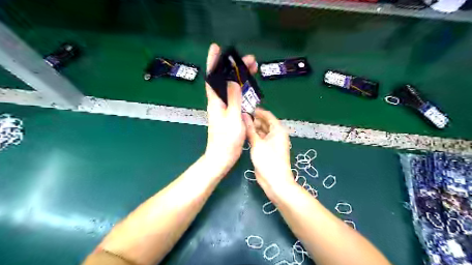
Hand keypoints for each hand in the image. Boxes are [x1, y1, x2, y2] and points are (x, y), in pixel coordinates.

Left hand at [205, 43, 257, 173]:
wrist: (222, 157)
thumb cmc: (226, 140)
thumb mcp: (232, 118)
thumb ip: (233, 99)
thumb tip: (233, 80)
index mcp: (215, 101)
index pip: (212, 77)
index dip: (213, 62)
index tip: (216, 48)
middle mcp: (218, 102)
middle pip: (225, 81)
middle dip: (235, 68)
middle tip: (250, 60)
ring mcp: (224, 108)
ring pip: (232, 88)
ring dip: (241, 78)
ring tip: (253, 69)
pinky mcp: (230, 114)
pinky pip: (236, 98)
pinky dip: (243, 90)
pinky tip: (250, 88)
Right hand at [243, 107, 293, 195]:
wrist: (274, 181)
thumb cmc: (268, 160)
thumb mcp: (257, 143)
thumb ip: (250, 129)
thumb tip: (244, 115)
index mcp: (278, 130)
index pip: (268, 116)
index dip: (258, 111)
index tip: (246, 108)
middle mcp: (276, 134)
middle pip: (265, 123)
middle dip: (254, 120)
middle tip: (240, 117)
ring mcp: (272, 142)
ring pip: (262, 131)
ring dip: (253, 128)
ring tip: (240, 124)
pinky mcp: (267, 149)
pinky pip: (260, 139)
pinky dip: (254, 136)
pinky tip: (244, 134)